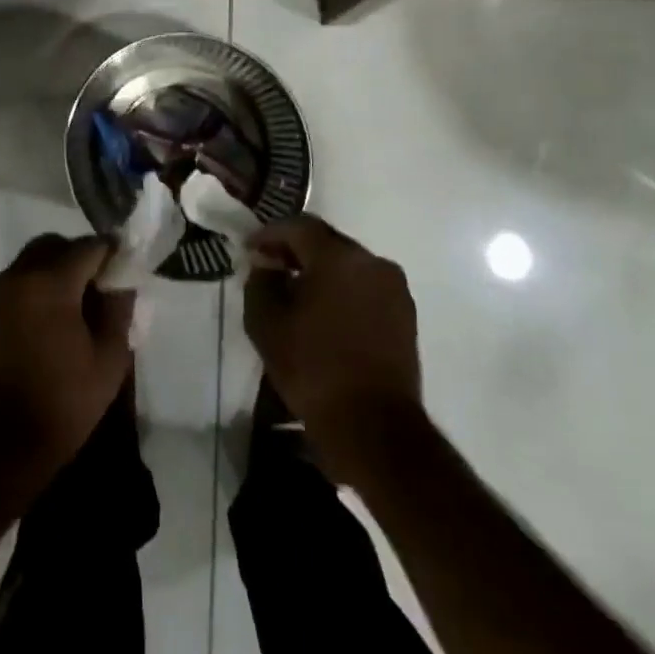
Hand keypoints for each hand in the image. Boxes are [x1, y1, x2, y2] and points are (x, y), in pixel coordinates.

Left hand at [0, 234, 133, 498]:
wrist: (5, 442)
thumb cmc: (64, 400)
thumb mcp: (109, 357)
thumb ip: (119, 309)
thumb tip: (122, 281)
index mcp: (50, 282)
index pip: (89, 247)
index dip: (112, 253)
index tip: (128, 268)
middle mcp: (20, 275)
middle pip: (56, 245)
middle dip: (82, 256)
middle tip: (104, 285)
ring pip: (35, 258)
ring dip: (59, 267)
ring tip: (81, 302)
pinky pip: (20, 278)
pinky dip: (40, 282)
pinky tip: (57, 315)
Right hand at [244, 215, 422, 484]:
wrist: (374, 427)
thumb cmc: (313, 369)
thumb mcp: (266, 324)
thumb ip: (260, 282)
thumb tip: (266, 264)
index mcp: (338, 257)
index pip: (299, 226)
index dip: (270, 234)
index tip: (249, 249)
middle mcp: (372, 262)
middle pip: (327, 242)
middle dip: (296, 250)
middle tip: (270, 267)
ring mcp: (394, 289)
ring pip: (348, 265)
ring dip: (321, 271)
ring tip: (296, 292)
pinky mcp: (405, 315)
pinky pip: (365, 287)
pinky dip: (342, 290)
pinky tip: (324, 313)